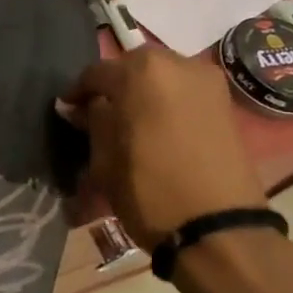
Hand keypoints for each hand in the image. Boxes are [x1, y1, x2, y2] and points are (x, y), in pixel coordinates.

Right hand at [62, 47, 266, 248]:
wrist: (218, 228)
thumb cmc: (149, 190)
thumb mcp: (104, 159)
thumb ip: (92, 122)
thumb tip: (79, 107)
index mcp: (141, 72)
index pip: (97, 73)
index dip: (78, 92)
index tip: (67, 110)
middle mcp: (178, 64)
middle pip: (133, 66)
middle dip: (113, 85)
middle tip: (96, 111)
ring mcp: (207, 81)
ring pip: (161, 75)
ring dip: (142, 91)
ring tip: (127, 119)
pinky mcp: (225, 102)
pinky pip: (184, 90)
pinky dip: (166, 100)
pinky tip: (155, 125)